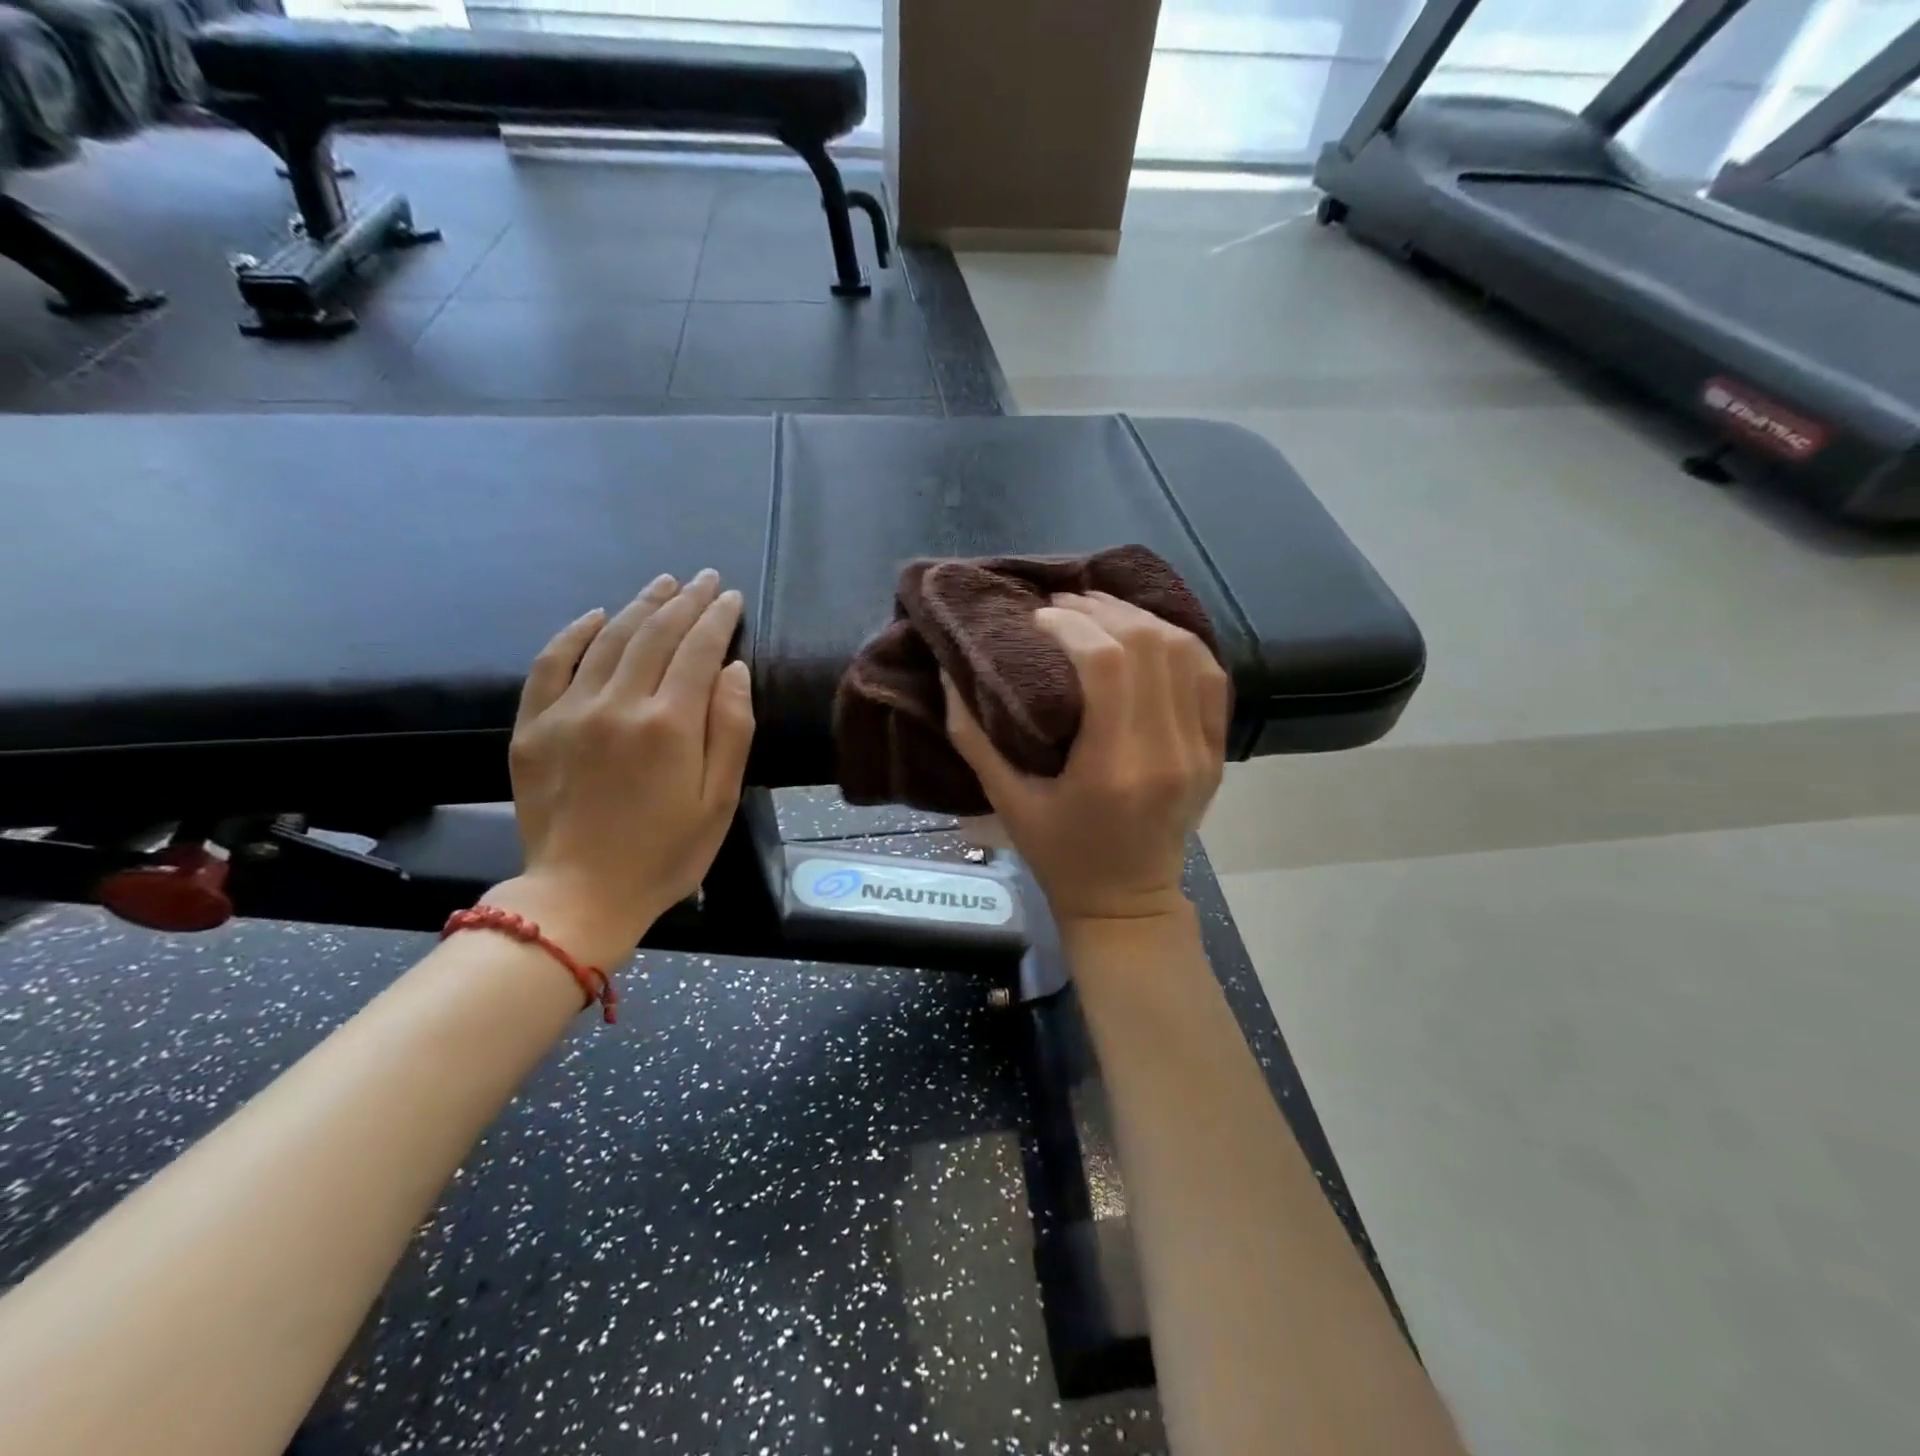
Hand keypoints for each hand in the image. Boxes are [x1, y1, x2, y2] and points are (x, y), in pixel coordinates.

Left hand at [490, 570, 754, 966]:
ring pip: (609, 639)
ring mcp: (569, 712)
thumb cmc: (666, 853)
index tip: (731, 596)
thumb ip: (731, 729)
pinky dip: (574, 634)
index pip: (699, 649)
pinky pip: (550, 664)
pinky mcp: (533, 727)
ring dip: (640, 605)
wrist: (580, 895)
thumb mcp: (719, 800)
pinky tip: (596, 616)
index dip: (717, 617)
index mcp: (669, 724)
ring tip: (663, 584)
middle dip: (685, 600)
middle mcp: (618, 704)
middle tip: (705, 578)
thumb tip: (734, 669)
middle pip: (655, 634)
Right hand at [944, 592, 1229, 926]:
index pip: (1107, 663)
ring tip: (1099, 610)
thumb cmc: (1060, 855)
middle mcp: (1167, 752)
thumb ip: (972, 736)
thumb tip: (948, 672)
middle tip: (1063, 605)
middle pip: (1148, 645)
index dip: (1071, 625)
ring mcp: (1200, 750)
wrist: (1126, 901)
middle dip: (1101, 610)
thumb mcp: (1005, 801)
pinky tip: (1145, 633)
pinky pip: (1210, 676)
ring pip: (1184, 651)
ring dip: (1140, 618)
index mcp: (1112, 768)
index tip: (1037, 618)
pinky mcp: (1216, 750)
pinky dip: (1178, 643)